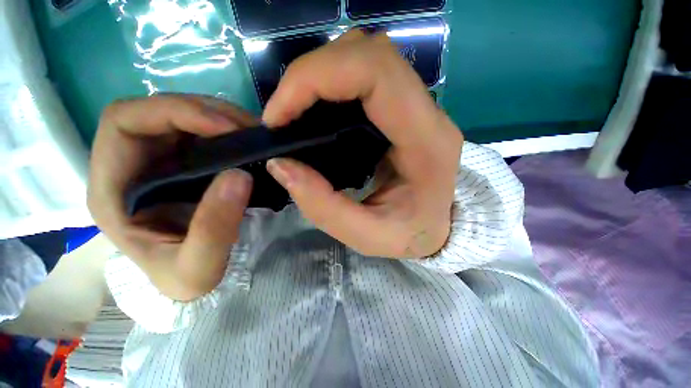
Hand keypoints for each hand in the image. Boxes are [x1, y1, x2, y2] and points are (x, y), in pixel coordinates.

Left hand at [88, 95, 256, 300]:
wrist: (194, 279)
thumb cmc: (185, 278)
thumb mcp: (199, 267)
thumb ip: (215, 228)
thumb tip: (239, 176)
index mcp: (113, 189)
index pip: (124, 122)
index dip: (172, 112)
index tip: (225, 128)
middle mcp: (131, 165)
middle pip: (156, 111)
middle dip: (204, 111)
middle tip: (249, 128)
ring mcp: (159, 161)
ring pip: (183, 117)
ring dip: (221, 118)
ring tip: (255, 134)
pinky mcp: (185, 163)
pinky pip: (203, 132)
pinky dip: (228, 130)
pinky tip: (249, 141)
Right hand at [264, 30, 463, 258]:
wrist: (438, 227)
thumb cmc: (411, 235)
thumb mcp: (368, 235)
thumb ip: (324, 207)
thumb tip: (280, 164)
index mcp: (427, 141)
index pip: (376, 72)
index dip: (316, 78)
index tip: (279, 116)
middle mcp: (427, 112)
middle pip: (369, 54)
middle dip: (311, 74)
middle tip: (282, 114)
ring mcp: (418, 106)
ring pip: (366, 57)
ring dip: (321, 75)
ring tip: (295, 112)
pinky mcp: (405, 109)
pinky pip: (366, 75)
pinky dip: (332, 83)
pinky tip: (317, 111)